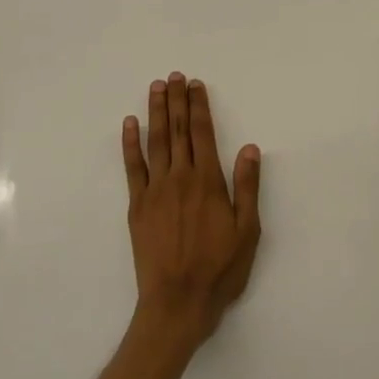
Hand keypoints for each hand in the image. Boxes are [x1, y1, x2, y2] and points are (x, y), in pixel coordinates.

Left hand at [122, 74, 261, 345]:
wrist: (178, 302)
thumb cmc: (220, 269)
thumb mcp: (248, 231)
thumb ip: (247, 186)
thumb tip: (249, 147)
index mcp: (208, 182)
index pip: (202, 133)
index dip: (199, 106)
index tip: (195, 84)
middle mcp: (180, 178)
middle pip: (178, 130)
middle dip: (177, 101)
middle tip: (174, 75)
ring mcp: (155, 190)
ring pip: (155, 142)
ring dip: (155, 112)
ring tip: (156, 88)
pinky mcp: (137, 206)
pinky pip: (132, 167)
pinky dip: (130, 143)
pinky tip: (129, 124)